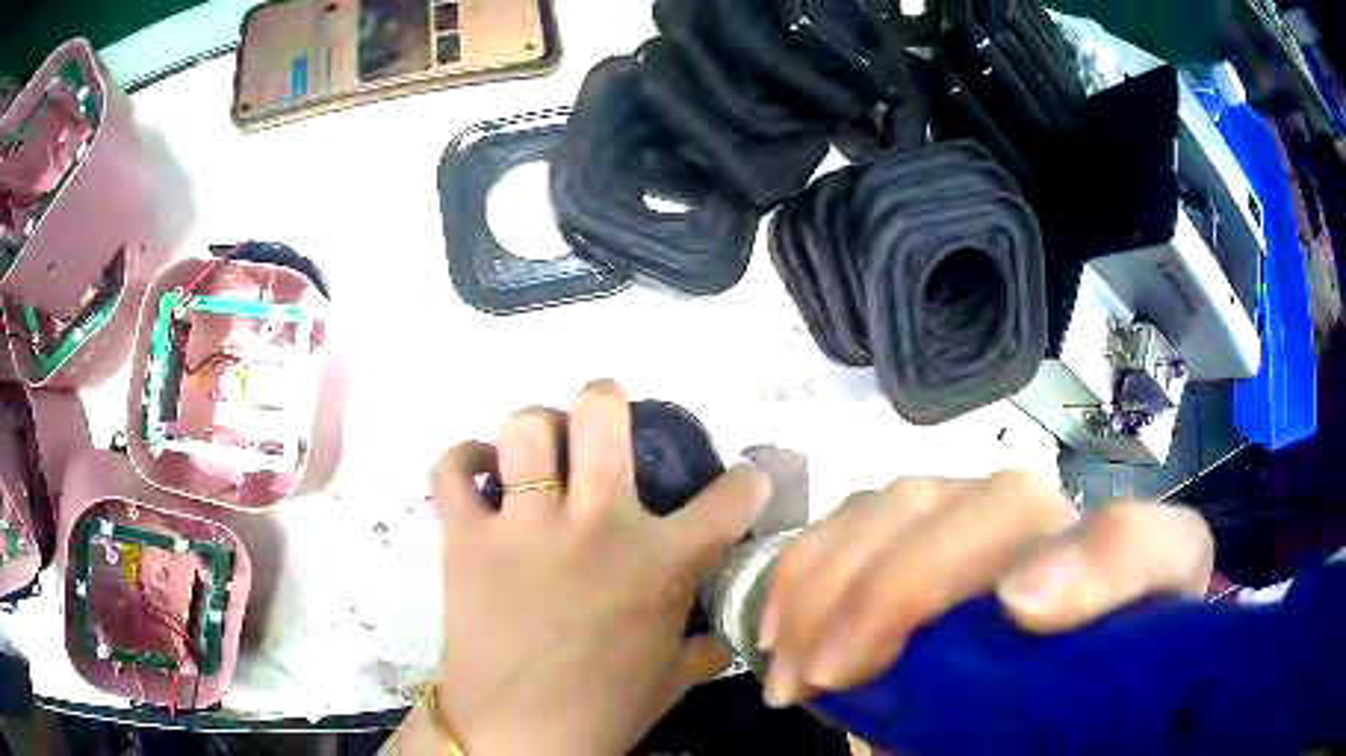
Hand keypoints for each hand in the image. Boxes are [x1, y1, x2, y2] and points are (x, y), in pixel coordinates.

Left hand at [429, 380, 770, 754]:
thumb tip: (728, 637)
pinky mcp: (468, 538)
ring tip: (539, 448)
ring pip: (525, 429)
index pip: (731, 497)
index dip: (747, 482)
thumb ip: (706, 649)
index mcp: (661, 562)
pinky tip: (479, 470)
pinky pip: (452, 470)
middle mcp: (596, 525)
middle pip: (601, 415)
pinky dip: (462, 460)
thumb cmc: (605, 711)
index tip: (743, 483)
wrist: (519, 735)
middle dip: (607, 400)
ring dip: (535, 428)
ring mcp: (526, 527)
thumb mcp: (672, 680)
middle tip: (604, 416)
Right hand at [759, 471, 1213, 706]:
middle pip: (1010, 504)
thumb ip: (1023, 735)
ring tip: (796, 665)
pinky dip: (810, 561)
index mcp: (1134, 592)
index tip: (1019, 609)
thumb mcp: (1035, 744)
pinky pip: (863, 513)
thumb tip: (917, 743)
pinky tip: (781, 623)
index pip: (1149, 547)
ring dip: (839, 577)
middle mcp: (1070, 536)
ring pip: (921, 498)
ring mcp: (992, 519)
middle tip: (836, 669)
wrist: (1013, 700)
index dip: (1096, 564)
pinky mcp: (930, 522)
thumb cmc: (1034, 725)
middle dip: (908, 583)